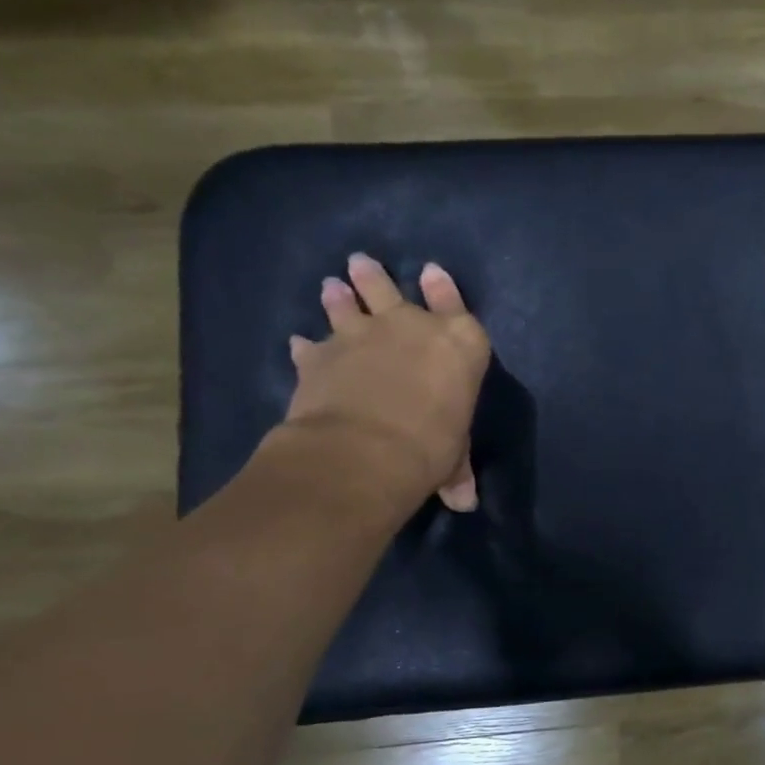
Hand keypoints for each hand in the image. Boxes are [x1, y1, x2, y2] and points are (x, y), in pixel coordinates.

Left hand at [280, 253, 490, 511]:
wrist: (366, 451)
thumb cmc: (430, 447)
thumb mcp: (452, 458)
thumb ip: (456, 470)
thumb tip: (465, 502)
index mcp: (459, 345)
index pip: (455, 304)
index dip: (444, 289)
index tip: (432, 272)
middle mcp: (411, 328)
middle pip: (390, 290)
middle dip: (375, 277)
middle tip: (360, 263)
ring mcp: (361, 335)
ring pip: (346, 304)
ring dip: (338, 297)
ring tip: (331, 287)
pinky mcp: (320, 354)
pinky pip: (311, 345)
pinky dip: (306, 347)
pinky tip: (298, 345)